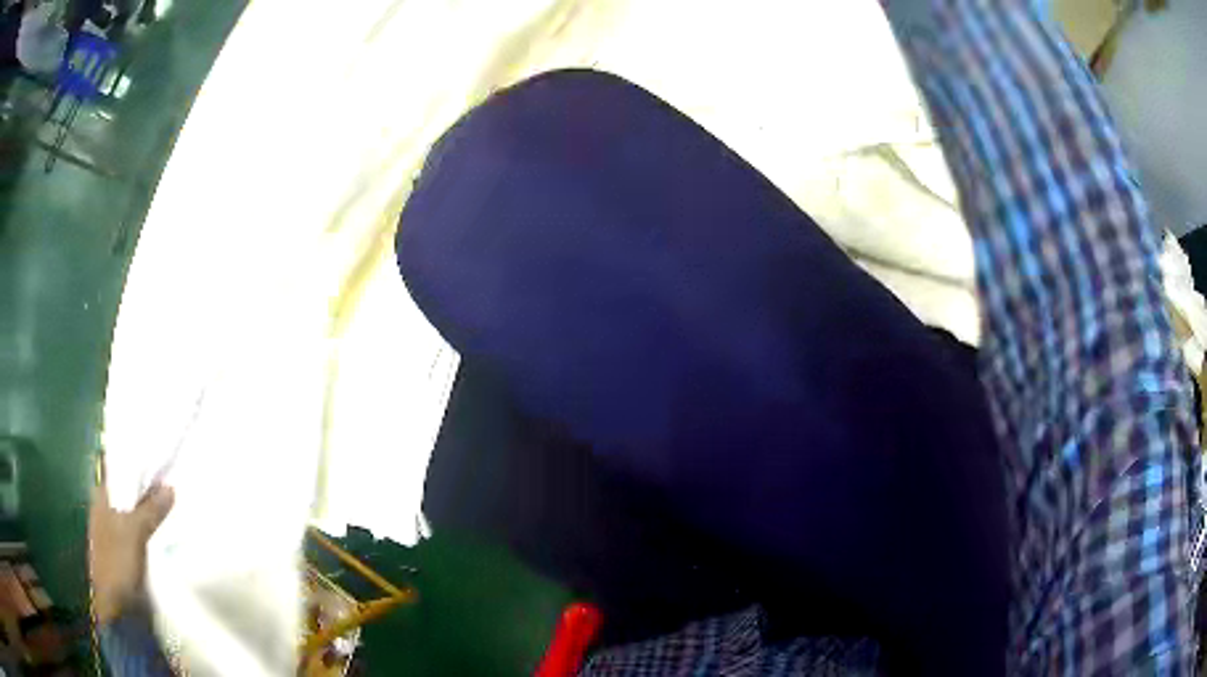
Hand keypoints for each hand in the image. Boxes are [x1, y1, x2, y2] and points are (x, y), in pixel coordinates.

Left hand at [88, 472, 173, 624]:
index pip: (118, 471)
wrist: (116, 607)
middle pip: (128, 493)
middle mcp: (105, 510)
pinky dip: (151, 532)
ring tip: (173, 507)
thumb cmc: (117, 562)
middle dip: (146, 490)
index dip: (135, 465)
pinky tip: (165, 533)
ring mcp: (114, 533)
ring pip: (135, 515)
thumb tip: (169, 486)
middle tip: (170, 482)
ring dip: (150, 513)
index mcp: (101, 497)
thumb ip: (150, 509)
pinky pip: (140, 535)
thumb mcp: (134, 532)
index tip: (157, 460)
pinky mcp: (125, 554)